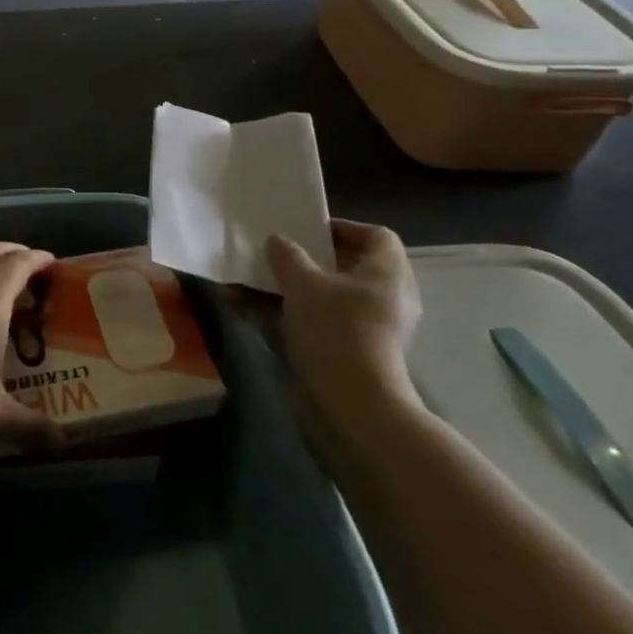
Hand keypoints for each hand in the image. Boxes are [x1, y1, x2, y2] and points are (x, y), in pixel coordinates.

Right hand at [264, 220, 424, 444]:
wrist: (352, 405)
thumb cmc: (336, 330)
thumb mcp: (303, 284)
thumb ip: (288, 256)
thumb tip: (277, 240)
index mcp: (387, 273)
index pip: (376, 236)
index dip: (343, 228)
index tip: (306, 230)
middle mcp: (384, 297)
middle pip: (346, 266)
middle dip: (306, 259)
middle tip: (275, 253)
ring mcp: (368, 328)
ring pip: (324, 296)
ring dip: (286, 287)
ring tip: (247, 279)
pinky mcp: (350, 352)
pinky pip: (315, 321)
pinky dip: (285, 313)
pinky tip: (245, 308)